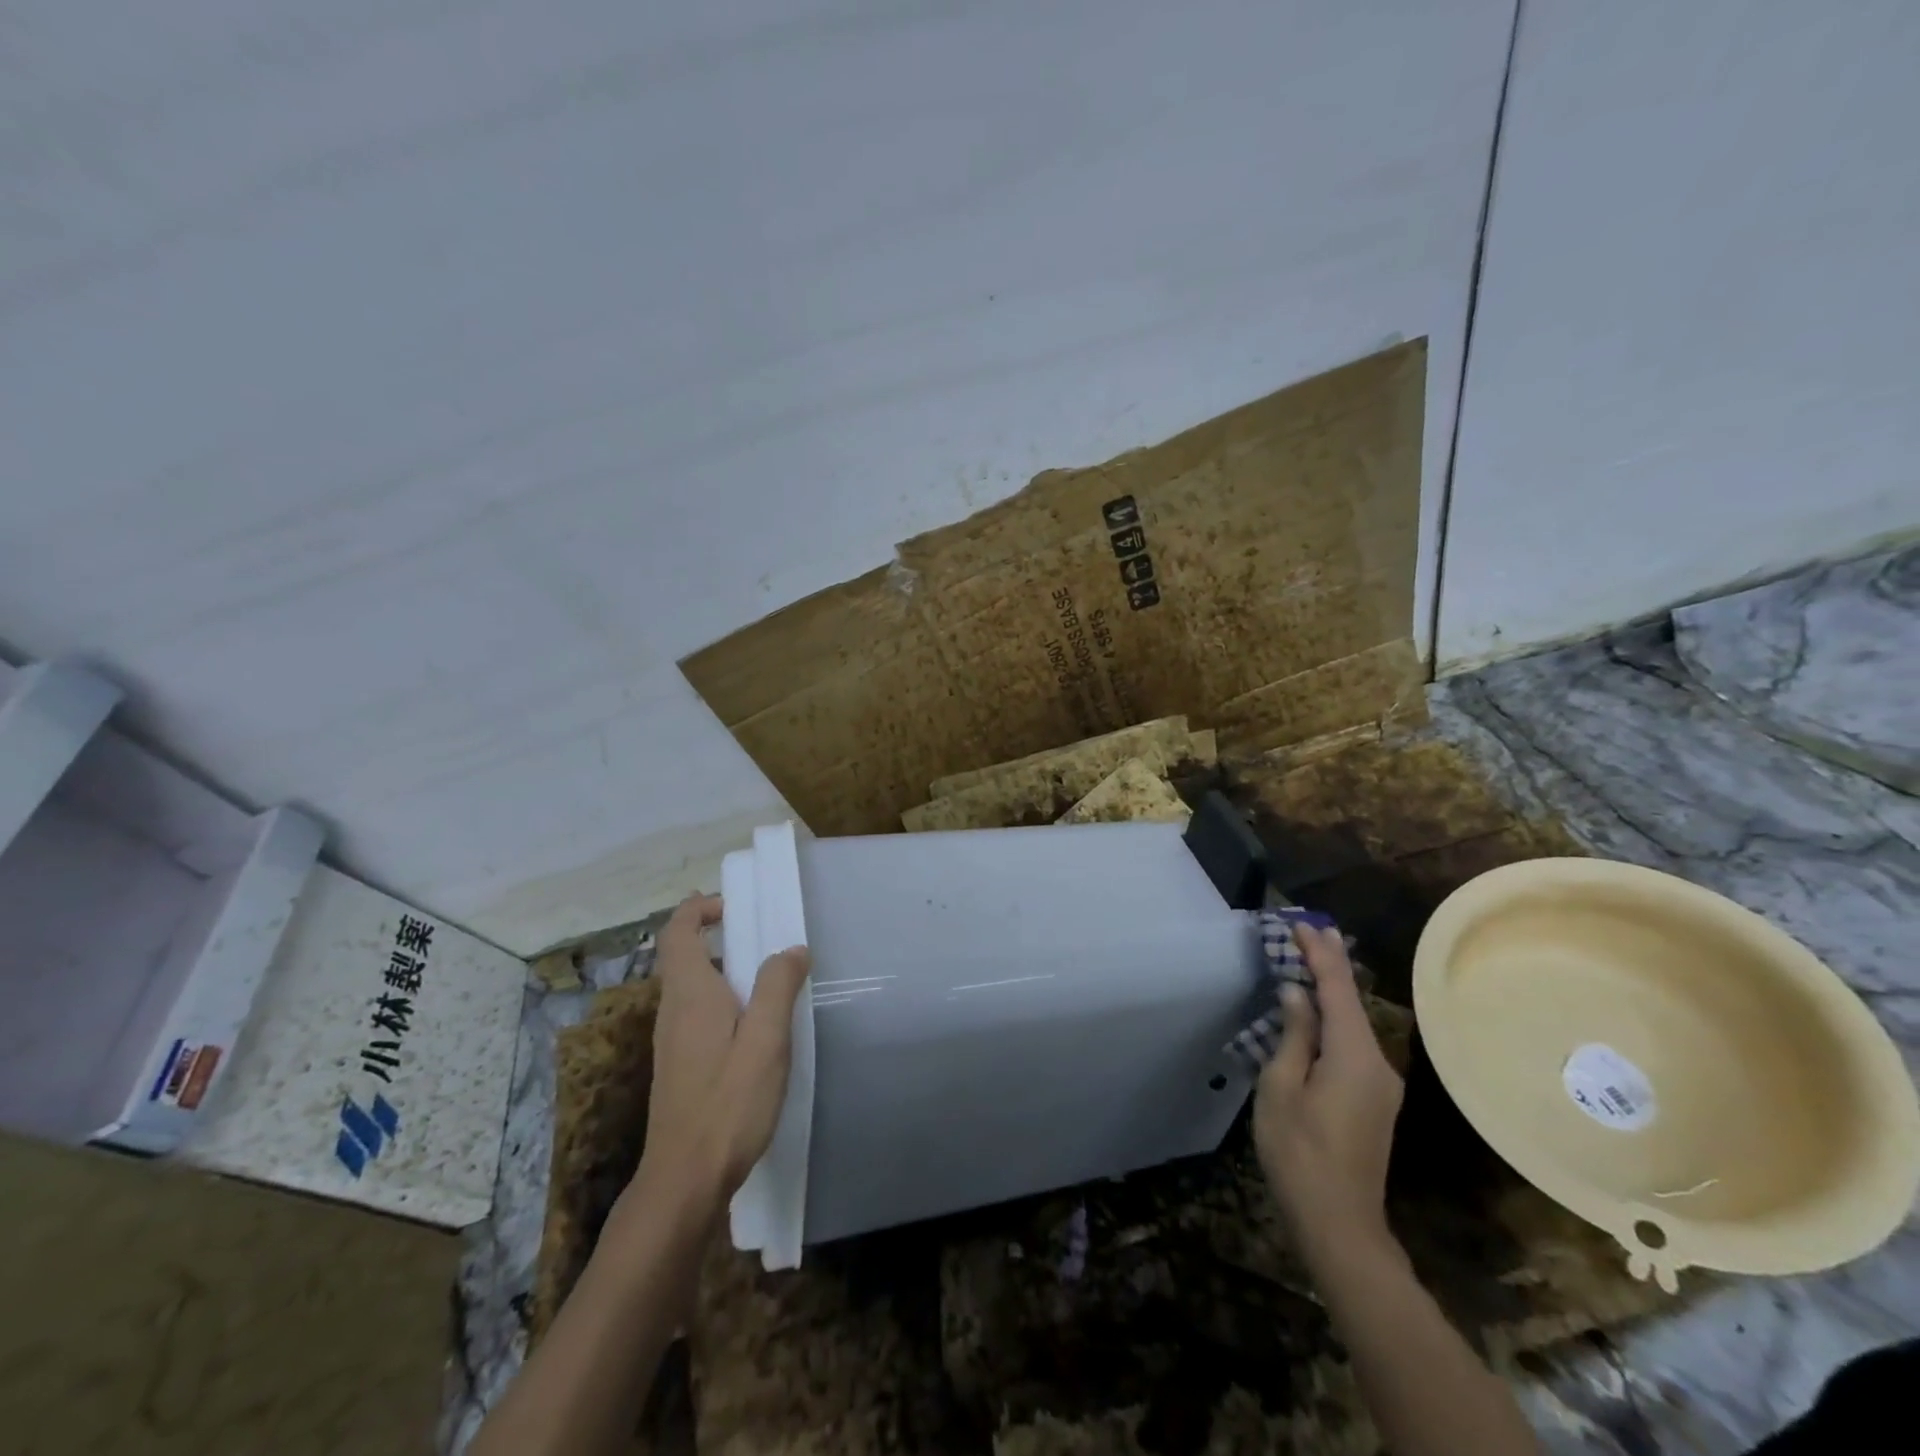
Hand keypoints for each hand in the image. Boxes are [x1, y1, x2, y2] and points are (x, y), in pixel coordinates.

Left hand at [635, 894, 810, 1217]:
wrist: (685, 1180)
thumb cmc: (728, 1104)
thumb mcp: (766, 1040)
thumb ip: (778, 987)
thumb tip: (791, 949)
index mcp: (690, 994)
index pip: (678, 932)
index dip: (698, 909)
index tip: (734, 904)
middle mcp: (674, 1010)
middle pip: (685, 956)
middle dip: (720, 934)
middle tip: (766, 935)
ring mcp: (673, 1040)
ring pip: (694, 986)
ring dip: (726, 968)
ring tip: (771, 977)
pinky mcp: (681, 1065)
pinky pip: (700, 1012)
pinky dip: (726, 998)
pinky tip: (758, 1025)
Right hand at [1253, 922, 1403, 1255]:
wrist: (1339, 1224)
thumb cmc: (1299, 1152)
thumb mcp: (1281, 1087)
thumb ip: (1293, 1034)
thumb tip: (1296, 993)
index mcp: (1353, 1056)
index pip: (1337, 990)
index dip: (1319, 954)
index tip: (1301, 924)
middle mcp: (1377, 1063)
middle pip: (1352, 1002)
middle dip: (1331, 964)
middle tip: (1313, 929)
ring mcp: (1380, 1083)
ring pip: (1354, 1022)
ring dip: (1332, 990)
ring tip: (1312, 958)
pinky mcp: (1374, 1099)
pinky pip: (1353, 1043)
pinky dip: (1335, 1016)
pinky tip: (1318, 1009)